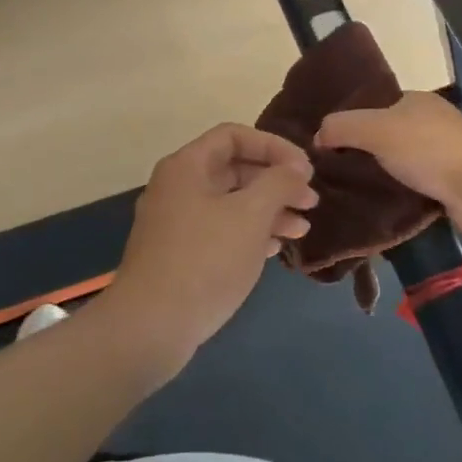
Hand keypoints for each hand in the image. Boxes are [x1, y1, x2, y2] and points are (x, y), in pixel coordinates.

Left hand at [97, 124, 318, 376]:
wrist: (151, 326)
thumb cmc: (205, 260)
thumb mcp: (251, 214)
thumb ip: (279, 182)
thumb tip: (295, 169)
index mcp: (187, 166)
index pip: (234, 135)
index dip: (274, 146)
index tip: (305, 169)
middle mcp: (177, 187)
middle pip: (234, 169)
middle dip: (276, 182)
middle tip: (310, 202)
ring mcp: (175, 223)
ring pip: (230, 203)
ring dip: (268, 210)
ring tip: (302, 229)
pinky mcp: (179, 255)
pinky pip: (220, 230)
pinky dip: (249, 233)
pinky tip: (274, 248)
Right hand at [315, 92, 461, 241]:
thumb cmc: (428, 150)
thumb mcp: (374, 129)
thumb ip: (342, 127)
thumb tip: (317, 136)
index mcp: (417, 101)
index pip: (376, 105)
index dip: (351, 120)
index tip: (327, 143)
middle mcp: (433, 122)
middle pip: (388, 134)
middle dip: (364, 150)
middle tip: (334, 171)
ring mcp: (446, 154)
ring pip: (402, 162)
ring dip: (383, 175)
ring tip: (351, 191)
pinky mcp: (453, 185)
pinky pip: (417, 186)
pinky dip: (401, 194)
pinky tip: (381, 206)